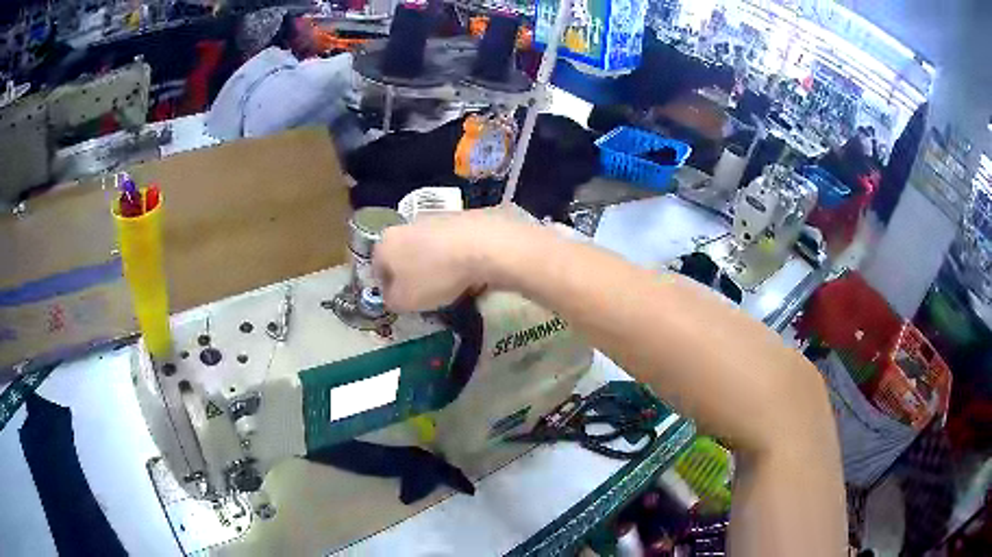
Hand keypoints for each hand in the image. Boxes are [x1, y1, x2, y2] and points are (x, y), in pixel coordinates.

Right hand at [373, 209, 524, 311]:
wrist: (482, 244)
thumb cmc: (435, 276)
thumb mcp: (405, 301)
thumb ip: (392, 300)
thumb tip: (392, 296)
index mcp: (385, 244)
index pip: (377, 269)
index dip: (388, 288)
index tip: (403, 301)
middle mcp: (404, 225)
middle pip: (403, 255)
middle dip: (412, 274)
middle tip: (426, 294)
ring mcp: (433, 218)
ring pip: (427, 247)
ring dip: (434, 264)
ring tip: (451, 284)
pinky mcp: (459, 216)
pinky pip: (451, 243)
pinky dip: (455, 256)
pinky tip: (468, 270)